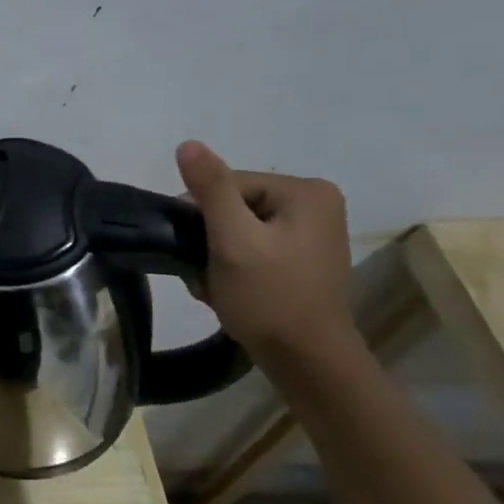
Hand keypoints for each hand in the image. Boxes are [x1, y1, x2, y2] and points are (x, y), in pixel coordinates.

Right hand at [175, 140, 357, 360]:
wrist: (305, 359)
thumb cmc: (269, 297)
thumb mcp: (233, 240)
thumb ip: (211, 190)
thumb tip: (188, 144)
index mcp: (306, 191)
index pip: (229, 184)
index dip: (201, 215)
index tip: (193, 249)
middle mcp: (315, 203)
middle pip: (233, 206)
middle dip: (209, 238)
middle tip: (203, 271)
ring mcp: (311, 231)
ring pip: (238, 228)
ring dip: (216, 254)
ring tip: (214, 283)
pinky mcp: (301, 256)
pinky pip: (252, 246)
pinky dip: (232, 264)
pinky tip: (227, 287)